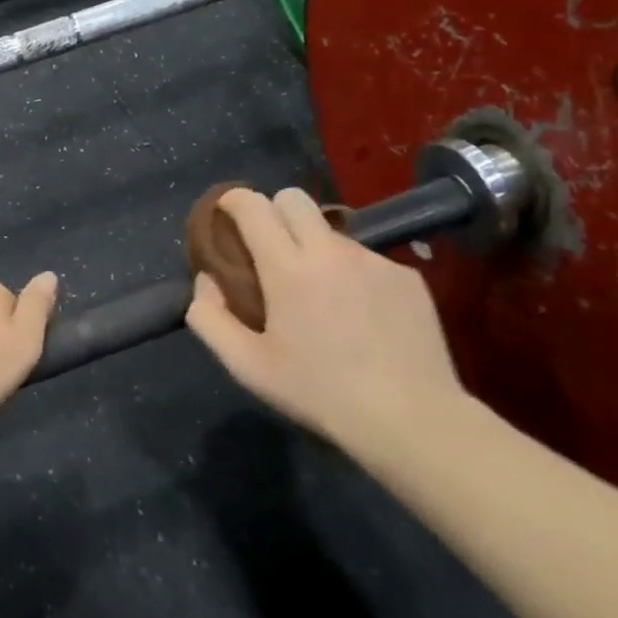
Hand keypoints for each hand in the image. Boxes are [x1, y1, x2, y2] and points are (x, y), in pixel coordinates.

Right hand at [186, 188, 464, 450]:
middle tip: (269, 250)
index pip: (253, 205)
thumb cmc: (319, 392)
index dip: (233, 201)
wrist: (411, 419)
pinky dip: (351, 274)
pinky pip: (366, 258)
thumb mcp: (247, 366)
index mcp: (287, 267)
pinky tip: (360, 316)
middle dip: (273, 211)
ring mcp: (373, 260)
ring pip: (331, 231)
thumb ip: (209, 317)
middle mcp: (330, 251)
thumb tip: (206, 280)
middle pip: (293, 198)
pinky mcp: (406, 276)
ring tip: (320, 295)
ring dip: (313, 247)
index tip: (225, 215)